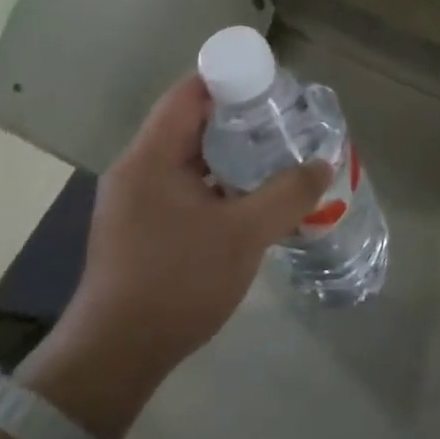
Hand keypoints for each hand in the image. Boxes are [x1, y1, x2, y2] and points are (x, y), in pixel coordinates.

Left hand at [22, 75, 330, 438]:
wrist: (115, 358)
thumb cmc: (176, 284)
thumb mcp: (243, 236)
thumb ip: (287, 194)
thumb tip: (324, 164)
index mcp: (150, 157)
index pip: (189, 93)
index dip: (231, 80)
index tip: (272, 86)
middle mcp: (137, 168)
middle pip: (190, 122)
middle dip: (238, 118)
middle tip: (284, 122)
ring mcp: (134, 199)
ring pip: (188, 157)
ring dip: (229, 154)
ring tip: (275, 155)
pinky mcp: (140, 225)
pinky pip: (182, 185)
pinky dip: (215, 182)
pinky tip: (249, 197)